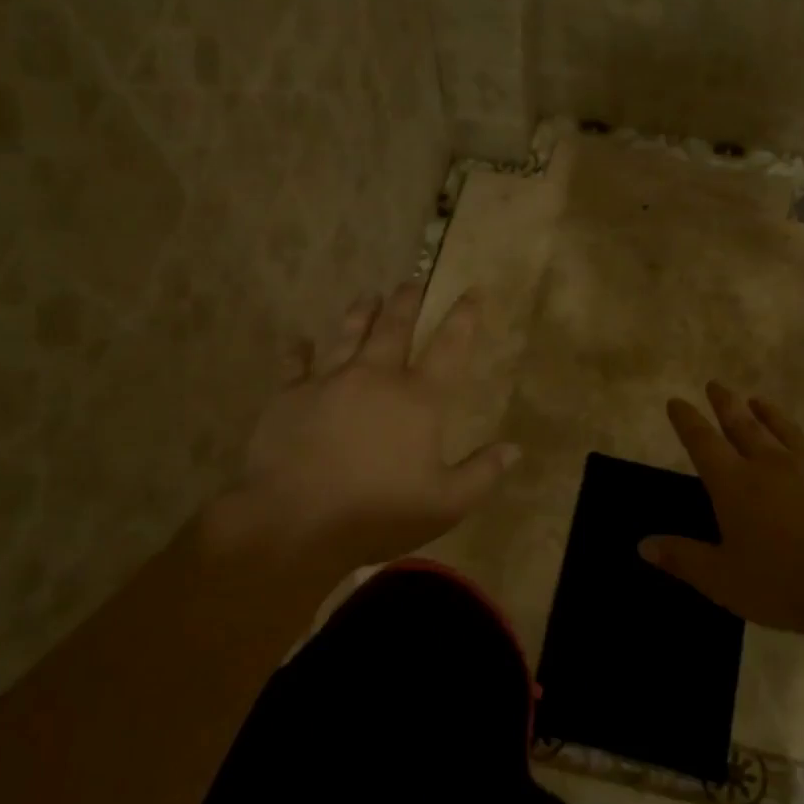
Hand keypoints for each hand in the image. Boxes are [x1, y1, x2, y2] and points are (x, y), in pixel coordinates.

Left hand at [224, 281, 518, 568]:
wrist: (296, 521)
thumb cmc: (379, 513)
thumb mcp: (446, 504)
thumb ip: (482, 473)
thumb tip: (514, 448)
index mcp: (418, 399)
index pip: (449, 347)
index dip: (463, 317)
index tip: (471, 291)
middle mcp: (376, 377)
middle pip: (394, 327)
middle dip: (406, 302)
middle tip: (411, 283)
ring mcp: (329, 382)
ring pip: (347, 334)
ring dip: (360, 312)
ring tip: (367, 295)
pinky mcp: (289, 396)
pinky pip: (295, 364)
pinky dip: (299, 351)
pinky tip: (300, 341)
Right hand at [640, 382, 803, 639]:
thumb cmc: (782, 585)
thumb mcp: (721, 580)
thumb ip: (683, 558)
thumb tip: (643, 544)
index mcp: (734, 484)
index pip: (702, 442)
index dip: (687, 420)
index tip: (676, 401)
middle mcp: (771, 465)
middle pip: (743, 426)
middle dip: (726, 404)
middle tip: (716, 385)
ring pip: (787, 431)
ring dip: (770, 414)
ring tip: (759, 401)